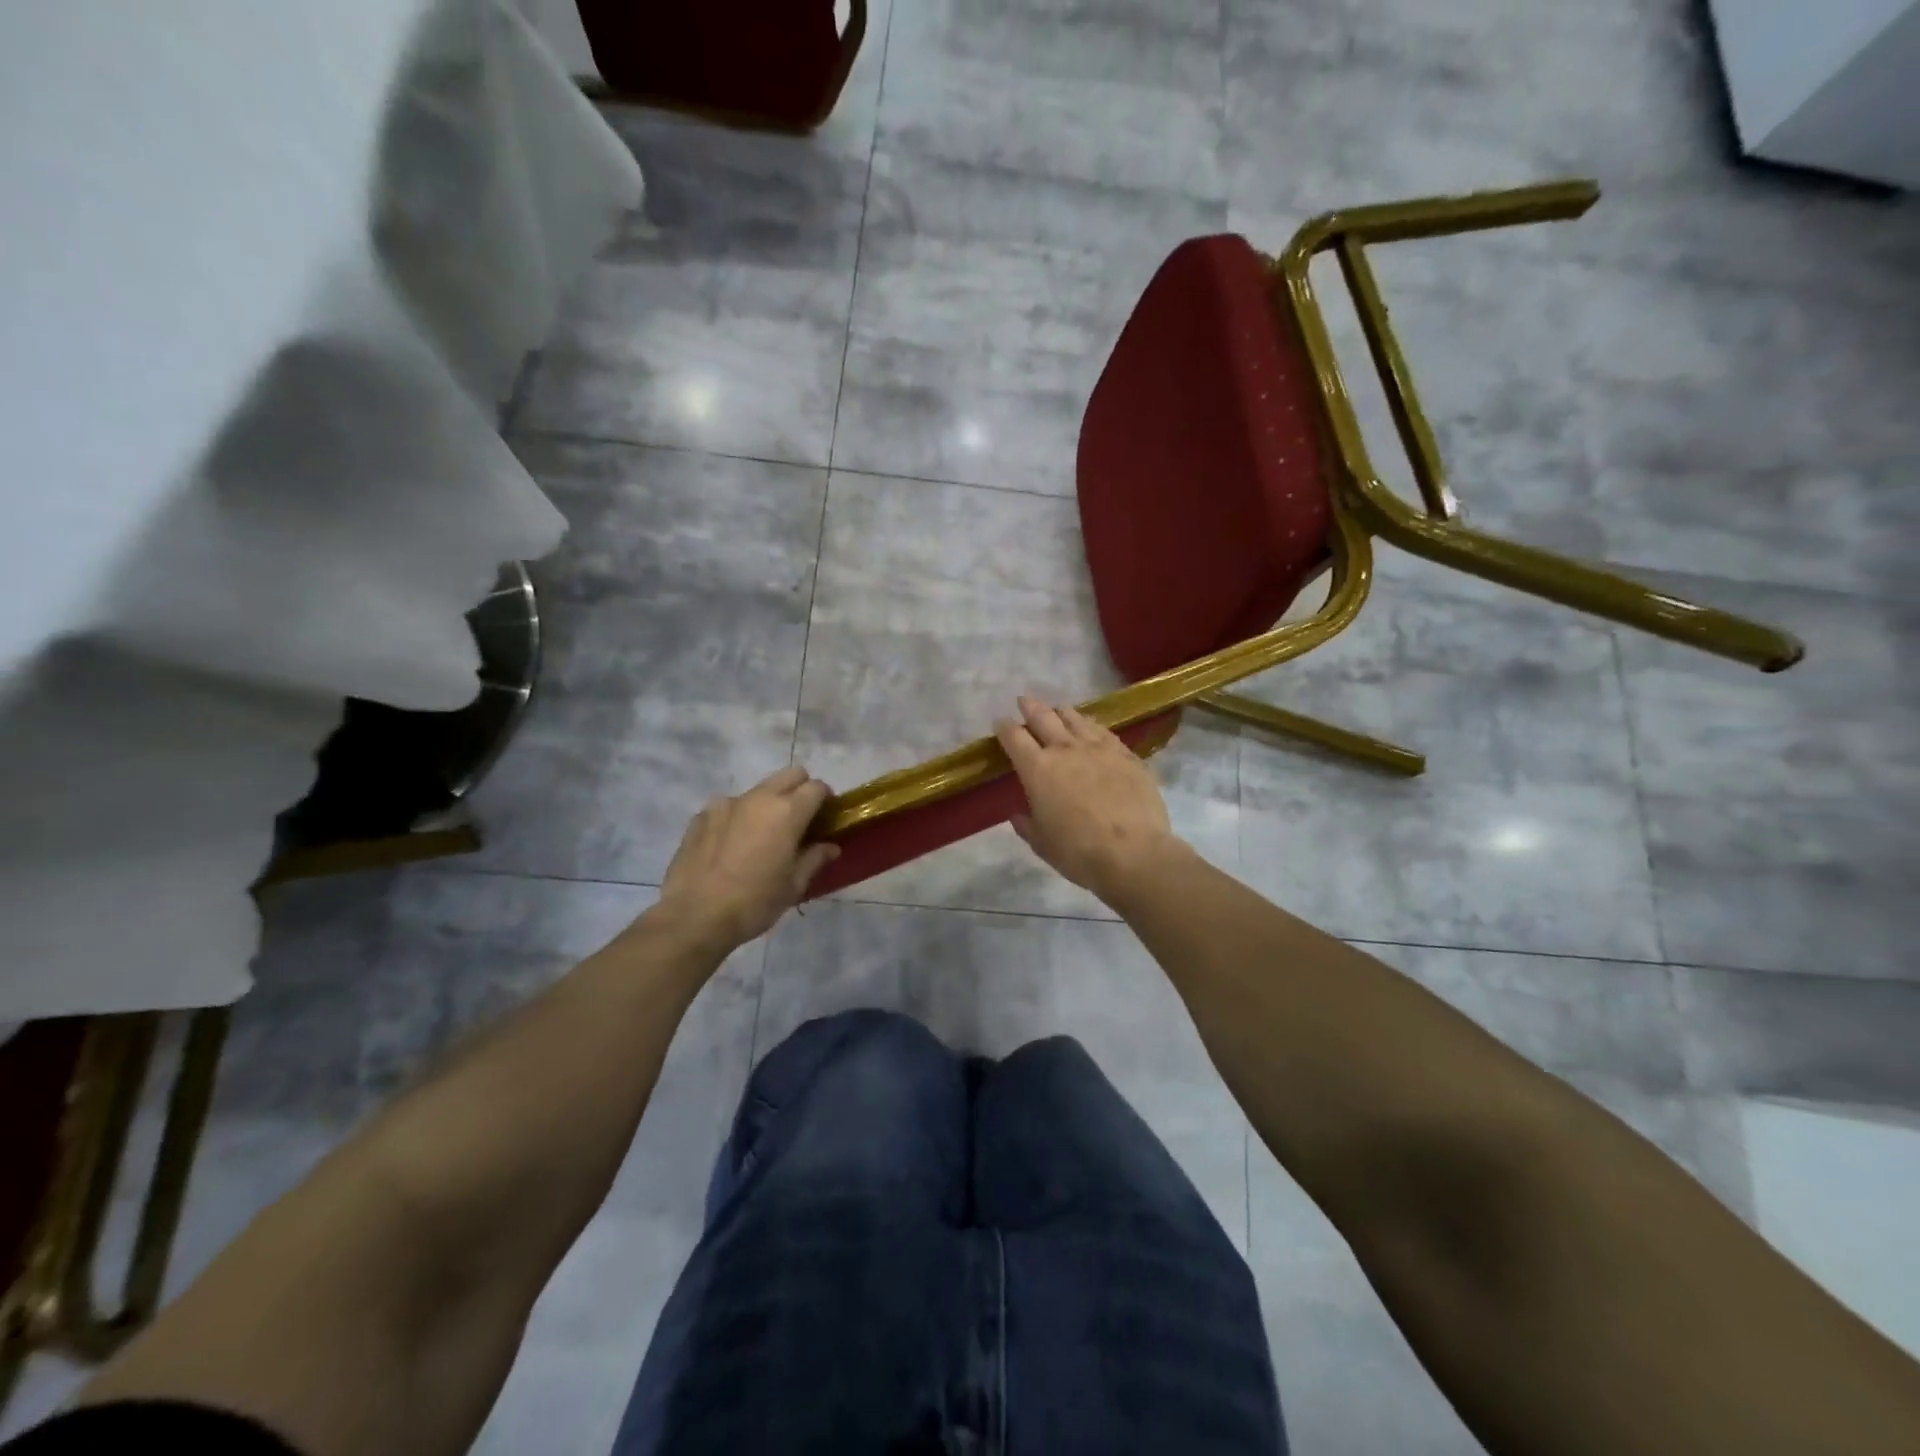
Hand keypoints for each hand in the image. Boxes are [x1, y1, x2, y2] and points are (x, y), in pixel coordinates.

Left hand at [654, 766, 839, 952]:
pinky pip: (727, 808)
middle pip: (789, 775)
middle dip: (800, 789)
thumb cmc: (755, 902)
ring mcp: (725, 804)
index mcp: (787, 811)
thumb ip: (814, 858)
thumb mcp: (793, 885)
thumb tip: (830, 846)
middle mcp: (758, 798)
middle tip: (800, 820)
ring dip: (767, 804)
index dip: (826, 800)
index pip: (817, 787)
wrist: (694, 917)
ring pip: (757, 791)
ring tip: (761, 836)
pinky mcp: (701, 816)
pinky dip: (737, 818)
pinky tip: (730, 846)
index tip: (826, 818)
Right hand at [994, 695, 1181, 903]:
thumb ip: (1028, 825)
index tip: (1000, 723)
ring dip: (1062, 712)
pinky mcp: (1126, 754)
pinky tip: (1091, 727)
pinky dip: (1091, 725)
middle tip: (1024, 701)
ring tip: (1057, 710)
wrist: (1133, 852)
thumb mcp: (1042, 844)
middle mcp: (1065, 749)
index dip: (1004, 727)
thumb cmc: (1078, 852)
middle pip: (1043, 717)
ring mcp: (1099, 748)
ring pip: (1075, 718)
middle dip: (1030, 707)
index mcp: (1037, 769)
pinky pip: (1103, 731)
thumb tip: (1019, 816)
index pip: (1014, 738)